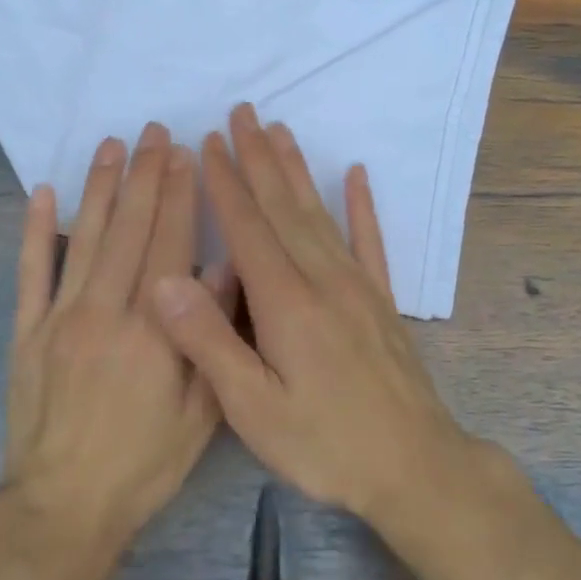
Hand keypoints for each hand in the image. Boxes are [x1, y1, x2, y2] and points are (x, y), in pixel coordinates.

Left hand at [6, 124, 232, 549]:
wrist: (64, 506)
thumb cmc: (143, 465)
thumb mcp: (199, 414)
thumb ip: (209, 339)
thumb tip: (224, 273)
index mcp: (153, 330)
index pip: (170, 245)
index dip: (179, 195)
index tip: (185, 154)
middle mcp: (105, 311)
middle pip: (129, 229)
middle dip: (144, 176)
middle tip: (153, 132)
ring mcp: (60, 318)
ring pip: (84, 238)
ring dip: (99, 188)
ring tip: (111, 146)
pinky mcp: (26, 333)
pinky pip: (30, 273)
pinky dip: (35, 231)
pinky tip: (42, 193)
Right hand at [152, 105, 468, 520]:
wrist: (415, 467)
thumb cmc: (325, 444)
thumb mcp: (253, 409)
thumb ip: (209, 342)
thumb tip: (166, 279)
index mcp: (285, 302)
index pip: (247, 226)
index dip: (224, 181)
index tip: (206, 141)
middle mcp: (322, 279)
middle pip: (283, 206)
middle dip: (258, 157)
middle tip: (241, 113)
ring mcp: (357, 286)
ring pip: (320, 213)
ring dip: (297, 169)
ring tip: (280, 130)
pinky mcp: (382, 300)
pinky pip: (369, 241)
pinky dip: (362, 205)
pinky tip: (357, 175)